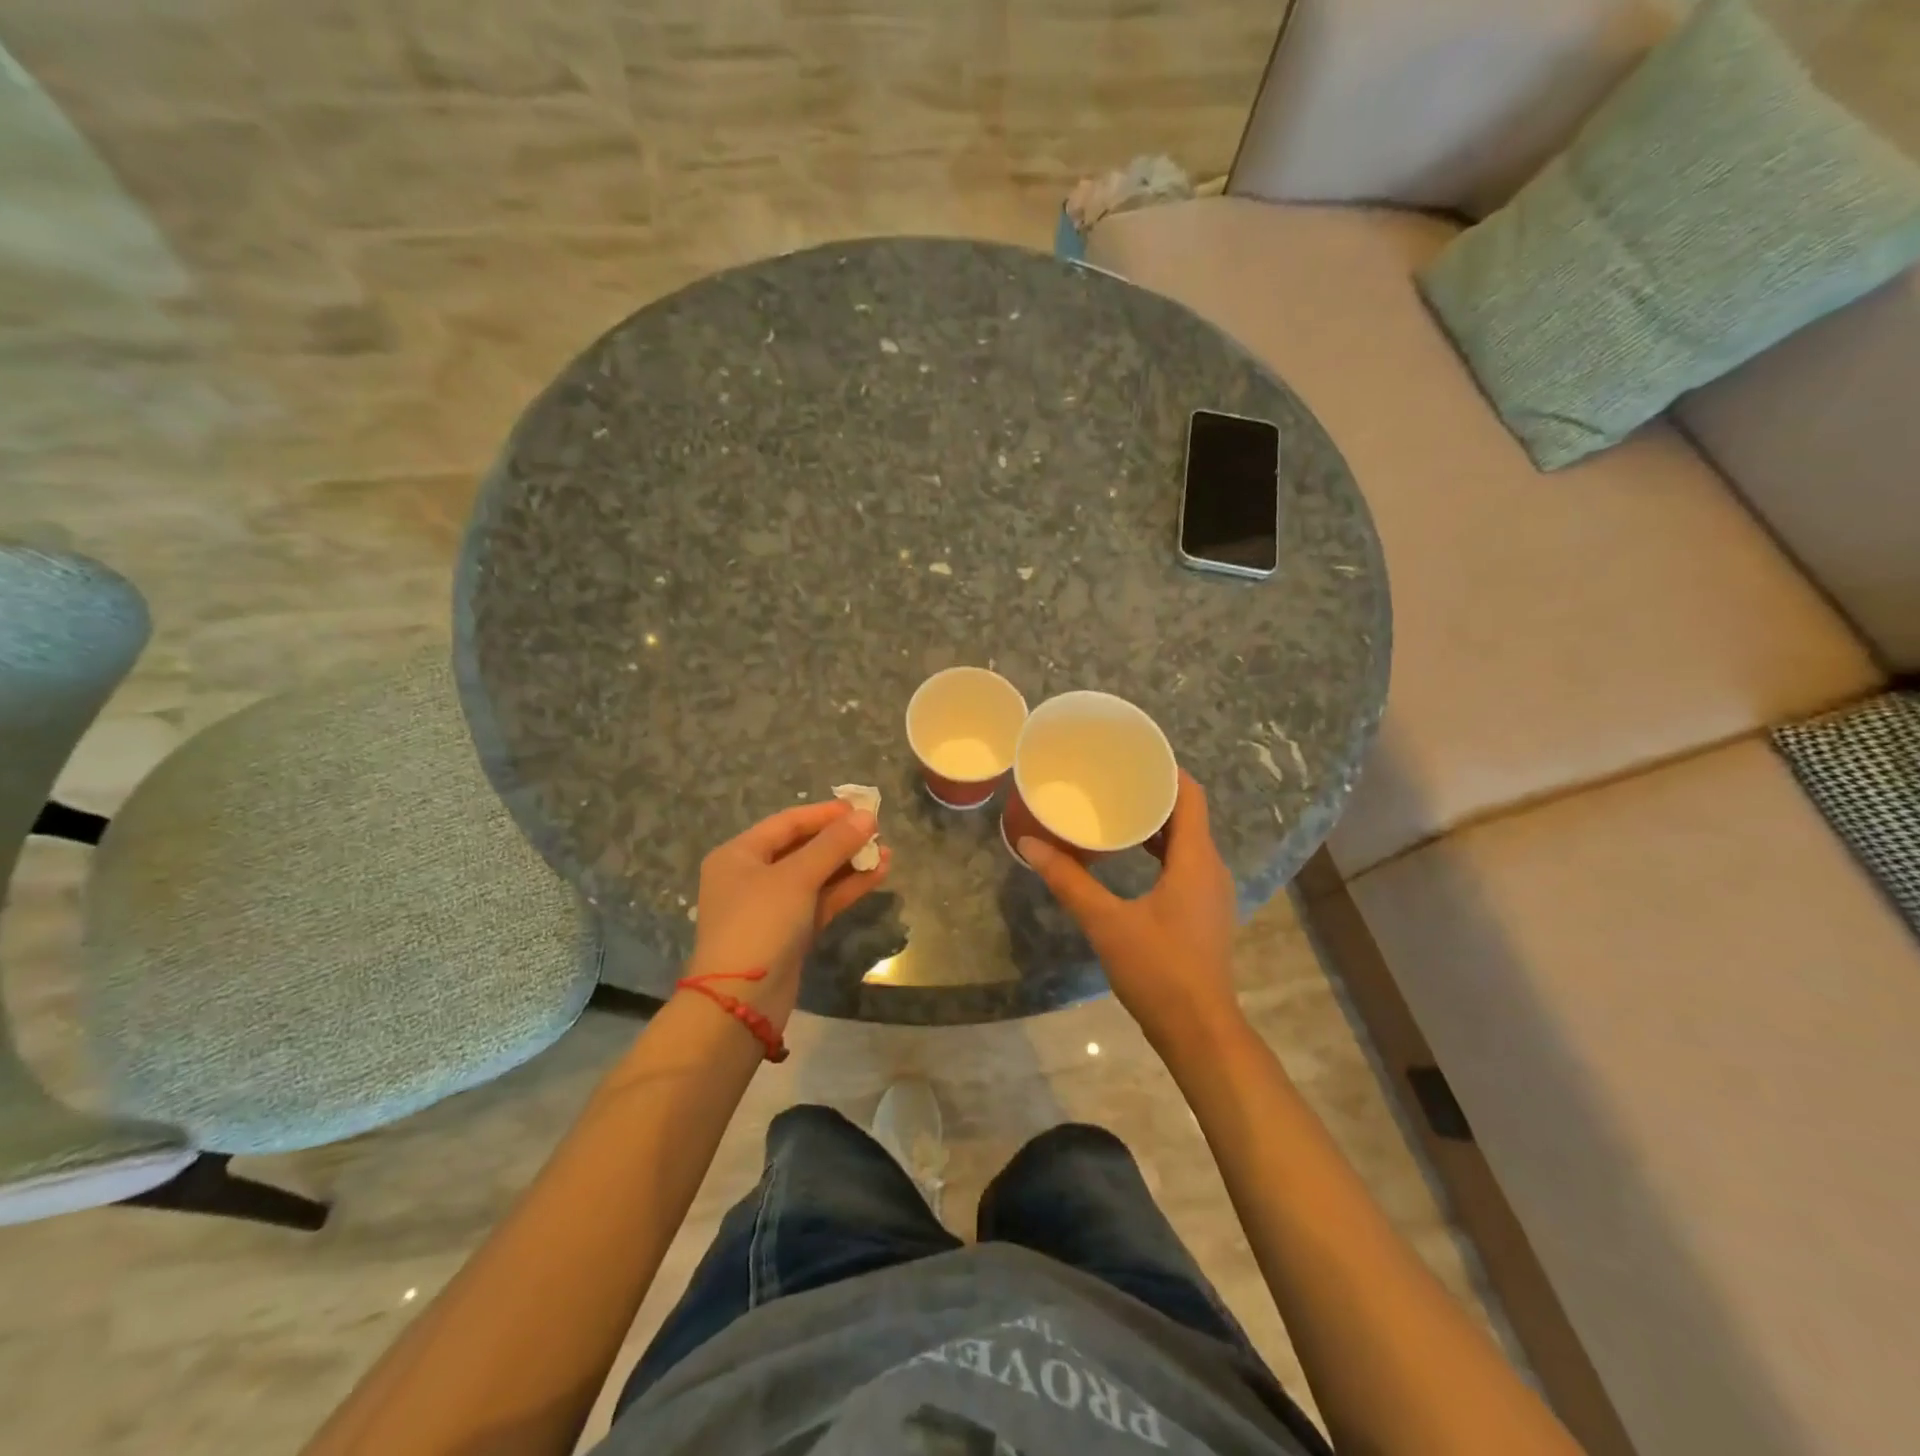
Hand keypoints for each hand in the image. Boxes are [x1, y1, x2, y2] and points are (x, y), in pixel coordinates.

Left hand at [685, 800, 889, 1031]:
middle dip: (841, 840)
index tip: (862, 807)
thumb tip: (867, 816)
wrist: (742, 1002)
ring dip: (849, 864)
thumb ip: (833, 845)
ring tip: (886, 853)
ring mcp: (772, 907)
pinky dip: (846, 888)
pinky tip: (877, 875)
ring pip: (816, 876)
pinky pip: (821, 901)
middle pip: (802, 848)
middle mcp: (752, 876)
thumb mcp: (796, 878)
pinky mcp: (790, 932)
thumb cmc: (760, 924)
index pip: (787, 823)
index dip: (825, 814)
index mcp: (739, 855)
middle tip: (877, 831)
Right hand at [1020, 770, 1240, 1047]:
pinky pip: (1185, 864)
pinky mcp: (1204, 912)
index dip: (1167, 770)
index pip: (1191, 796)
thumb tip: (1029, 844)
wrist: (1199, 1030)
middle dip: (1154, 794)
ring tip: (1116, 810)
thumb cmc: (1158, 970)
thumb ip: (1068, 880)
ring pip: (1187, 841)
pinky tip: (1130, 857)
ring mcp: (1211, 892)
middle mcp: (1210, 868)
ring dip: (1156, 824)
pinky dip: (1161, 850)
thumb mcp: (1106, 922)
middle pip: (1188, 815)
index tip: (1134, 755)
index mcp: (1195, 859)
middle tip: (1113, 779)